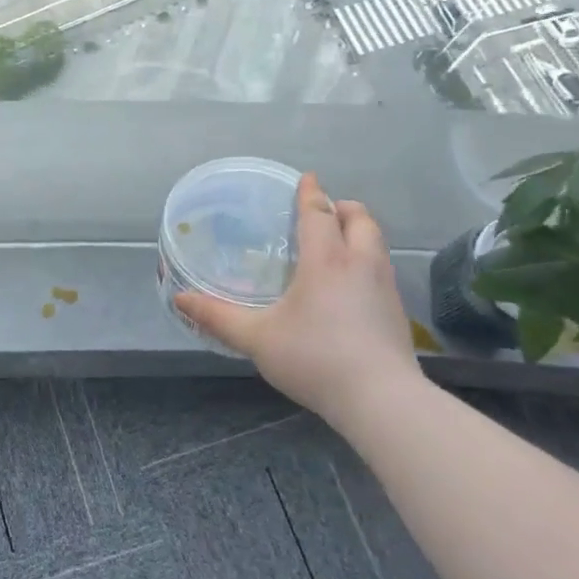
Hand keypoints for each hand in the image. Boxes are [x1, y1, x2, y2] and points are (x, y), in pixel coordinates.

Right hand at [176, 173, 418, 421]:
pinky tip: (352, 286)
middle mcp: (360, 264)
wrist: (381, 400)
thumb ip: (218, 317)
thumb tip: (180, 299)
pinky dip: (367, 261)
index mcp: (326, 260)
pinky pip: (382, 269)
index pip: (319, 214)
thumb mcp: (257, 338)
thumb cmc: (315, 358)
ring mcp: (385, 288)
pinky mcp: (397, 312)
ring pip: (376, 243)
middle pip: (360, 219)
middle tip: (325, 210)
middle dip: (343, 207)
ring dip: (359, 233)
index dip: (311, 193)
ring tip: (338, 243)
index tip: (308, 178)